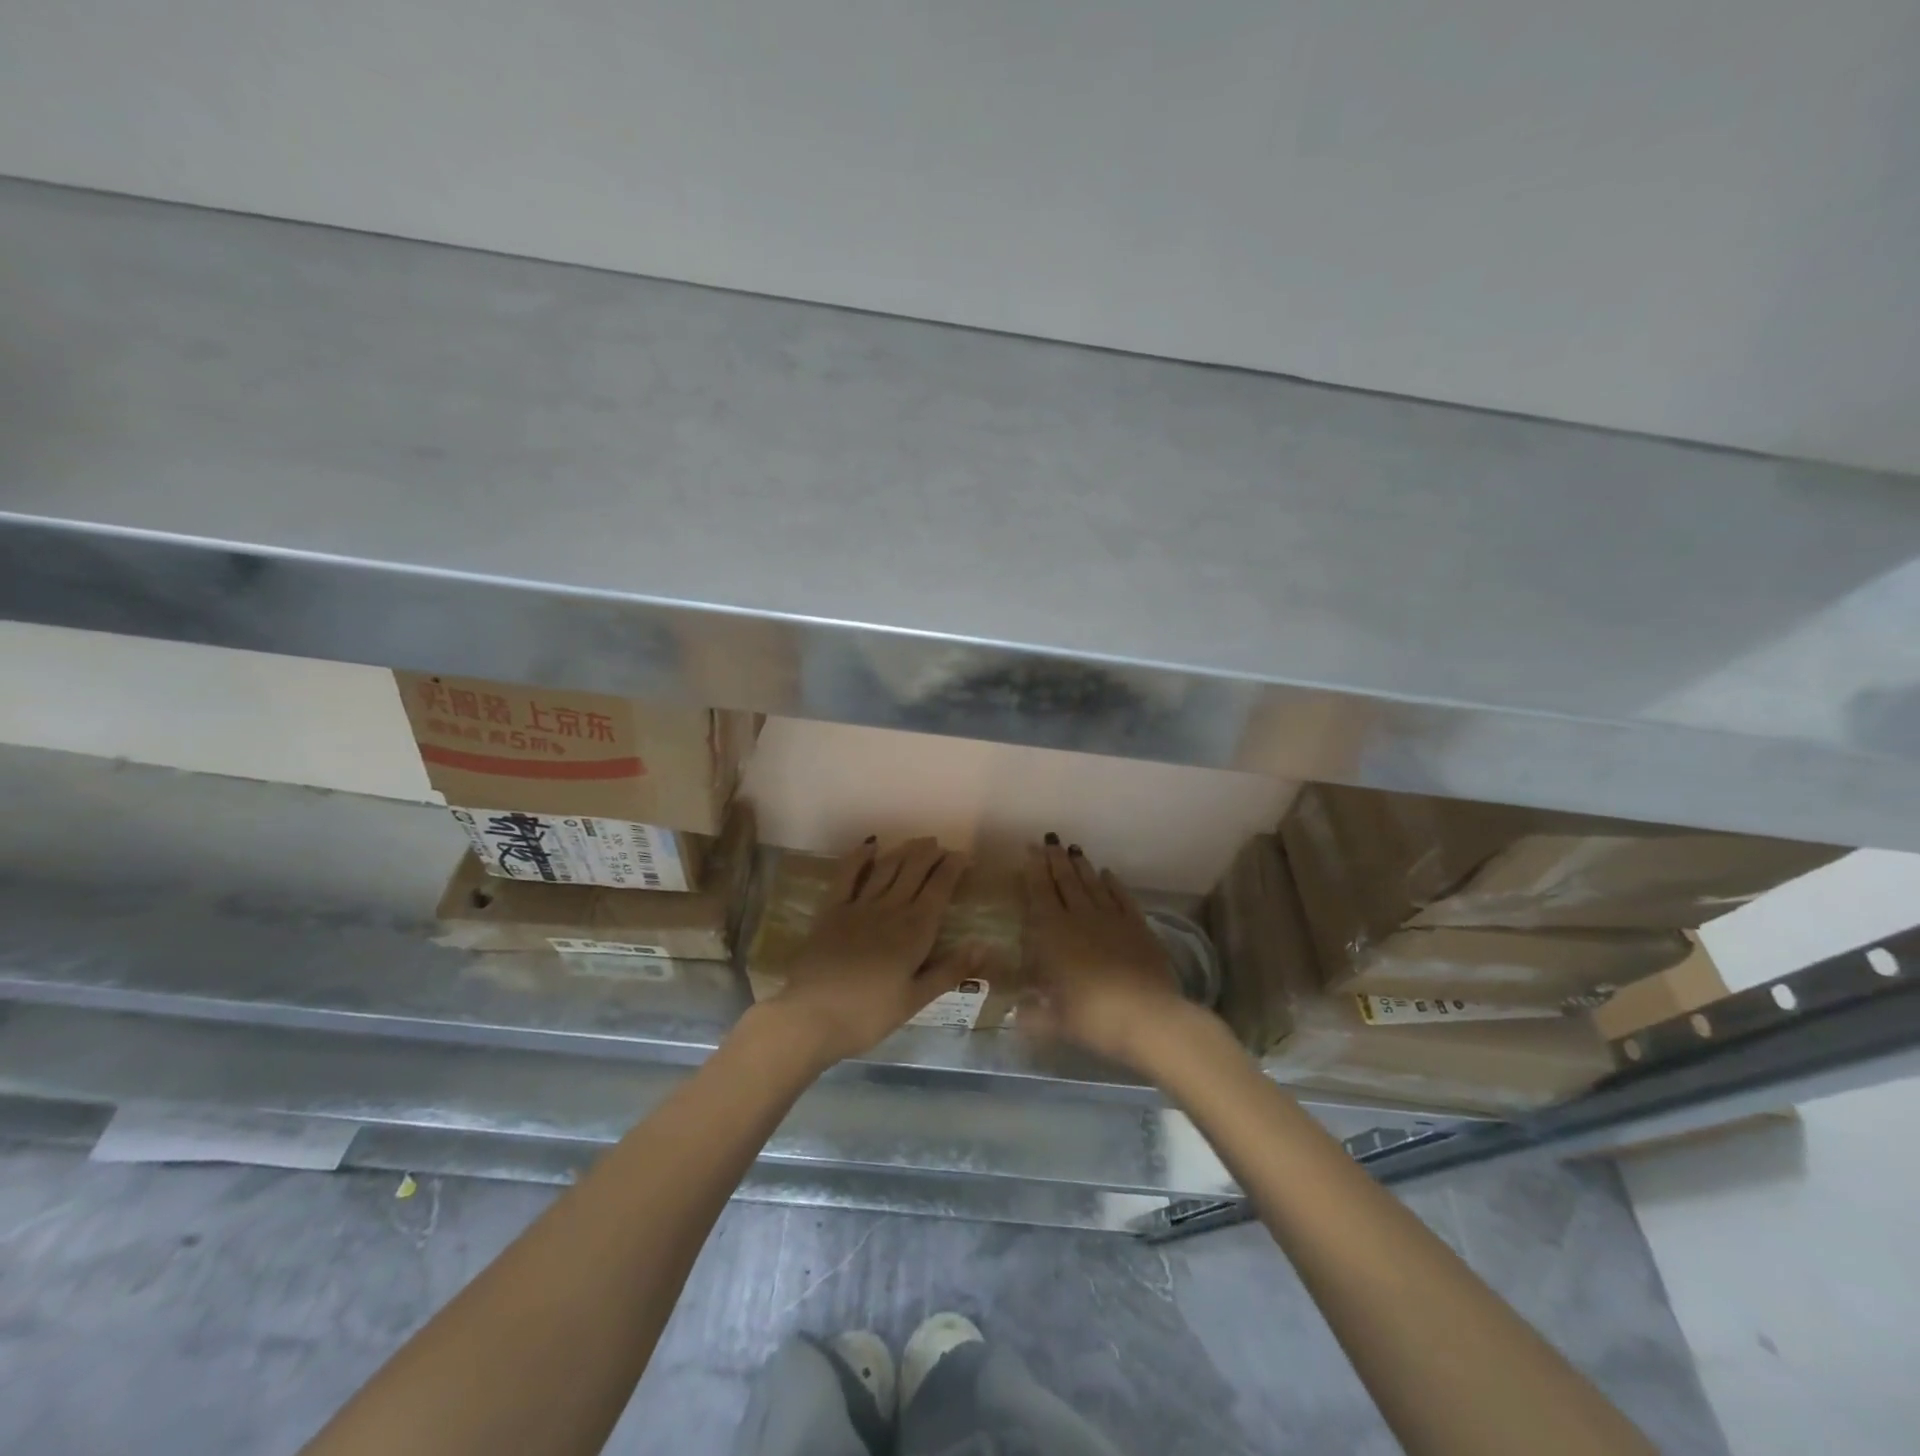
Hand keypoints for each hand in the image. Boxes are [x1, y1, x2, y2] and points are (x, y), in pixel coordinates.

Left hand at [757, 836, 977, 1066]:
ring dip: (904, 851)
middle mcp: (891, 909)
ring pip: (887, 868)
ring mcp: (859, 906)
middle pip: (914, 872)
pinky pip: (847, 875)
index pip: (939, 889)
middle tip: (940, 845)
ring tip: (917, 842)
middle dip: (930, 855)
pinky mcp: (832, 910)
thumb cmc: (868, 1015)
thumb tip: (985, 945)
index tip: (964, 856)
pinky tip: (869, 845)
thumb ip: (950, 970)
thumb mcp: (915, 1000)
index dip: (953, 869)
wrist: (811, 1015)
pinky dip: (859, 857)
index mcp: (915, 931)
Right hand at [1020, 839, 1192, 1068]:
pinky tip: (1108, 874)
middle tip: (1051, 839)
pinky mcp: (1138, 926)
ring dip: (1082, 866)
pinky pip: (1122, 897)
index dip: (1034, 869)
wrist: (1147, 1017)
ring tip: (1074, 849)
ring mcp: (1112, 919)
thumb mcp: (1051, 1020)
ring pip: (1092, 884)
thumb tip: (1015, 1013)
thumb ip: (1031, 1013)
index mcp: (1052, 933)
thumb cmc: (1091, 1017)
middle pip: (1065, 881)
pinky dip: (1114, 884)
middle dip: (1056, 859)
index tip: (1031, 848)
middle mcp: (1080, 917)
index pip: (1039, 892)